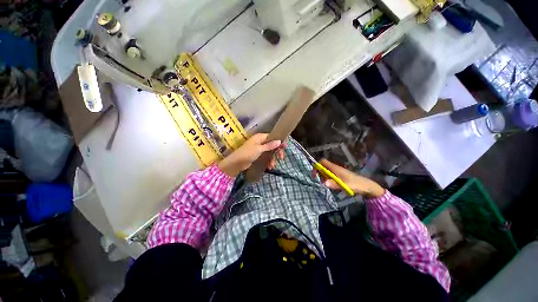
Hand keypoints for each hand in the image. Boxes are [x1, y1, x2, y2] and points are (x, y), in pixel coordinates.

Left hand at [217, 133, 284, 176]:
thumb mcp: (259, 149)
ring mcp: (259, 149)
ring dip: (272, 159)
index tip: (285, 147)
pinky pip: (265, 157)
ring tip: (272, 166)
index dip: (279, 141)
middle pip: (272, 145)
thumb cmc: (247, 153)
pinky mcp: (257, 155)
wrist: (236, 163)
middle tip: (281, 158)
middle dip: (277, 151)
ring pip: (269, 152)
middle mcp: (260, 142)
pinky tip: (269, 167)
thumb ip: (269, 145)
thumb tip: (279, 141)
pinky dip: (268, 161)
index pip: (273, 137)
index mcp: (260, 137)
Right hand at [315, 159, 384, 197]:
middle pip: (323, 166)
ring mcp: (338, 171)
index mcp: (335, 168)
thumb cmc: (355, 184)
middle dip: (319, 173)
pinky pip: (331, 174)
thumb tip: (324, 183)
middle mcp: (335, 168)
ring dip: (324, 176)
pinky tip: (332, 184)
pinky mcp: (340, 175)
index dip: (317, 166)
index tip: (315, 174)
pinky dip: (328, 178)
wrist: (366, 186)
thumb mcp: (344, 185)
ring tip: (326, 184)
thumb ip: (334, 184)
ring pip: (327, 171)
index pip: (323, 162)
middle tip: (321, 181)